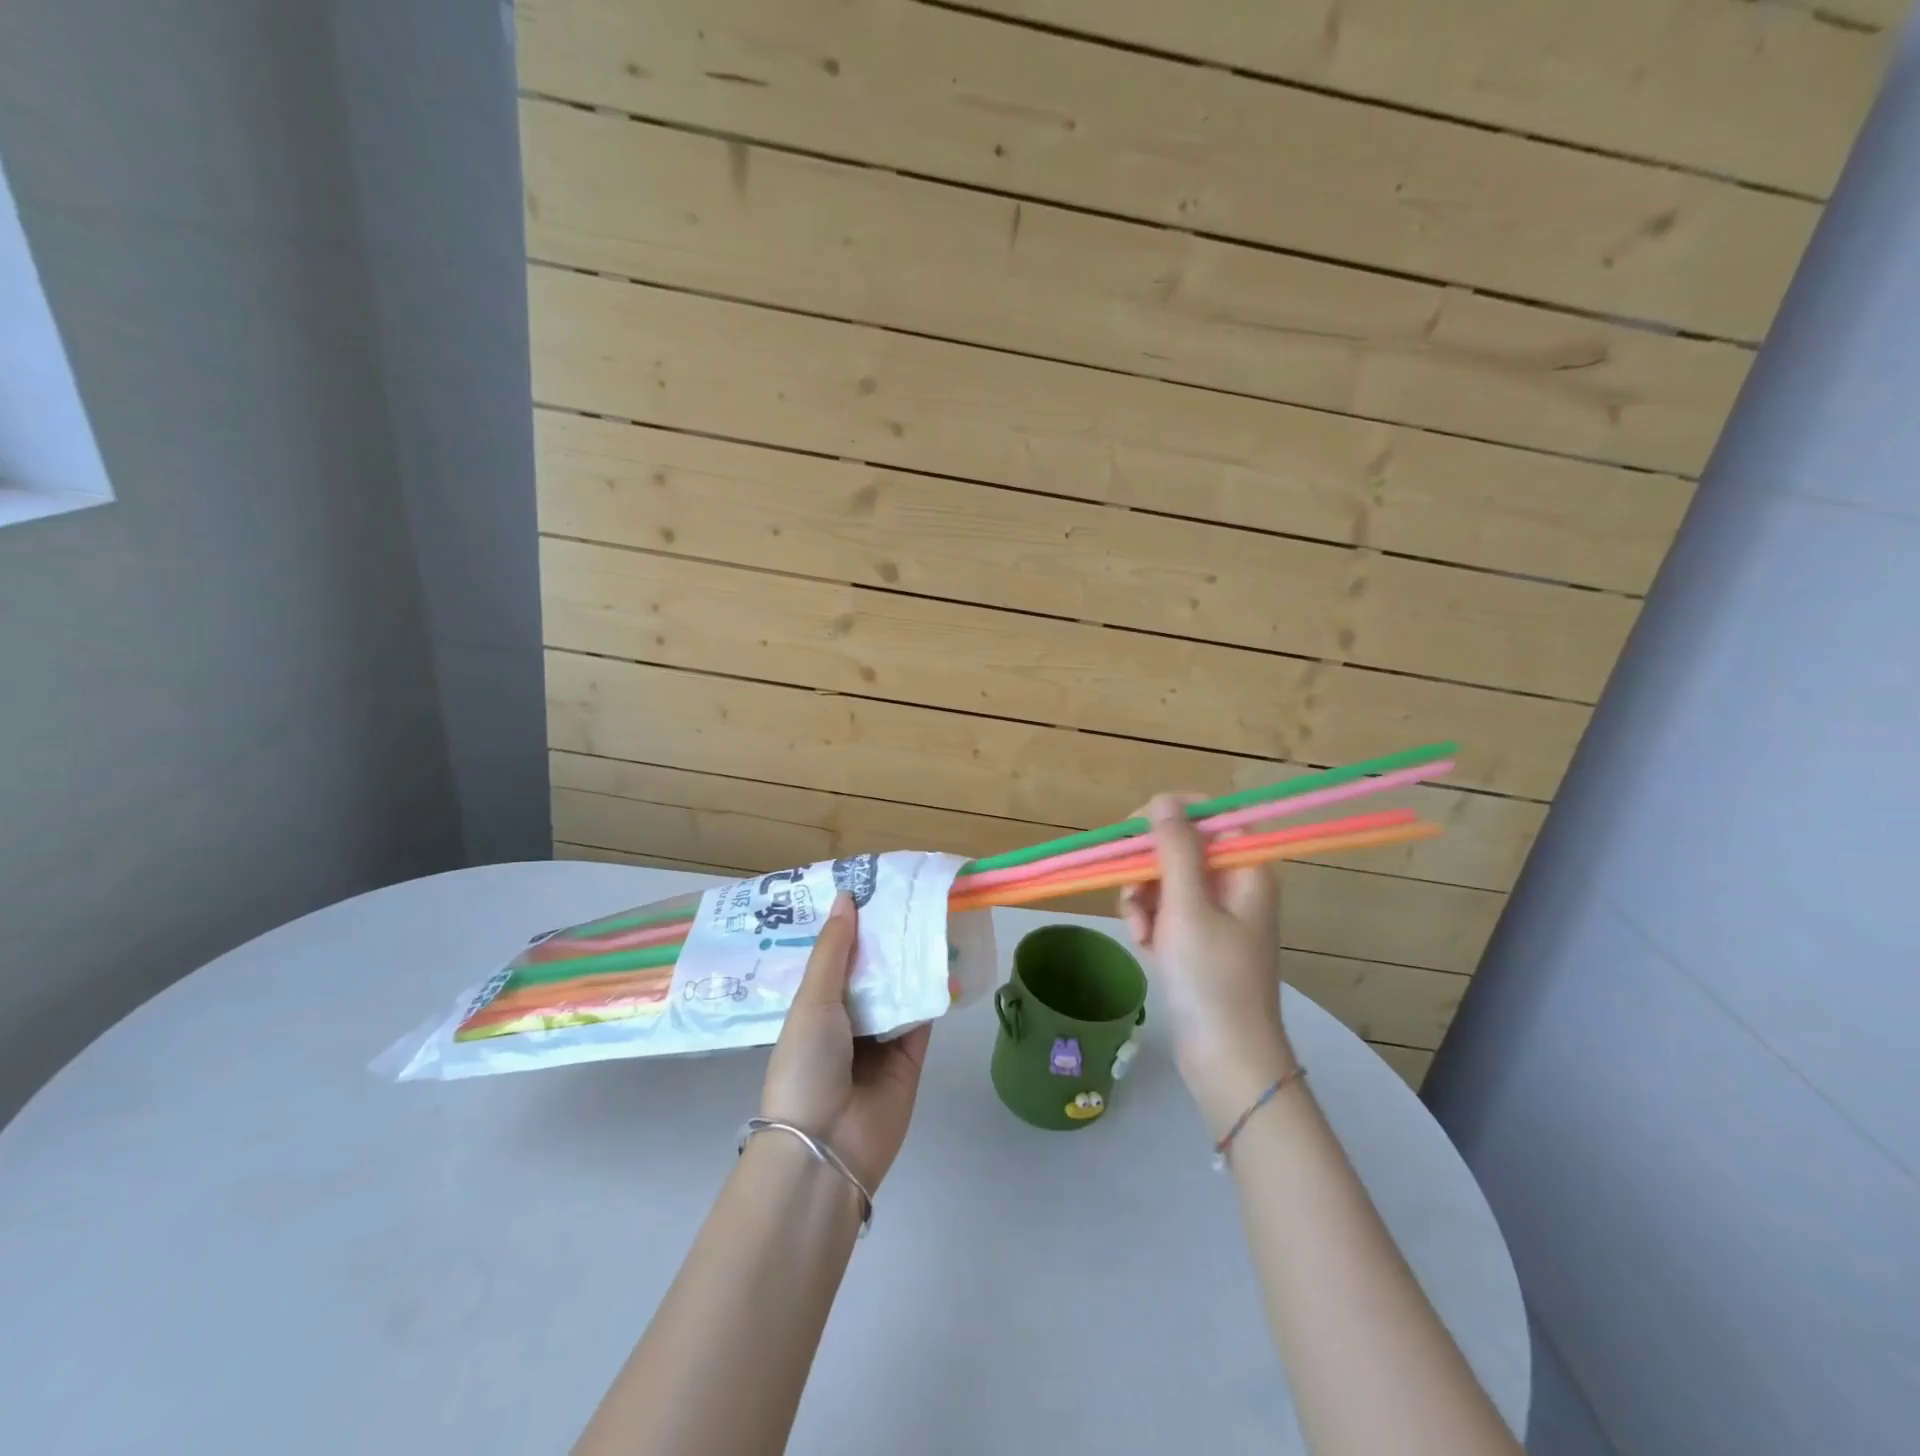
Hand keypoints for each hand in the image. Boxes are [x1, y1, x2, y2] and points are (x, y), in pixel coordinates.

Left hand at [760, 895, 931, 1189]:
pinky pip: (924, 1015)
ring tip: (931, 913)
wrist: (826, 1148)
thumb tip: (847, 895)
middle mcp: (846, 1019)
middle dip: (885, 938)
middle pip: (871, 969)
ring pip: (900, 988)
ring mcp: (880, 1038)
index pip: (834, 956)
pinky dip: (934, 990)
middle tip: (908, 892)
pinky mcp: (911, 1056)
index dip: (849, 924)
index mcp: (814, 1006)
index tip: (869, 885)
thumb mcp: (812, 1000)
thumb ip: (834, 950)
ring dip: (912, 958)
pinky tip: (948, 956)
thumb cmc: (806, 1065)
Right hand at [1119, 794, 1297, 1136]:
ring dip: (1142, 899)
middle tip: (1132, 892)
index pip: (1209, 817)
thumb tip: (1165, 798)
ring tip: (1140, 931)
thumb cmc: (1211, 977)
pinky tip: (1144, 946)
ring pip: (1165, 880)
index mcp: (1245, 870)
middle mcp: (1233, 886)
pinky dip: (1148, 922)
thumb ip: (1175, 848)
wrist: (1225, 1059)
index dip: (1170, 817)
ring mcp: (1215, 915)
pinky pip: (1164, 911)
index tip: (1133, 832)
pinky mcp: (1197, 940)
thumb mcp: (1187, 906)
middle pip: (1180, 849)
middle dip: (1148, 869)